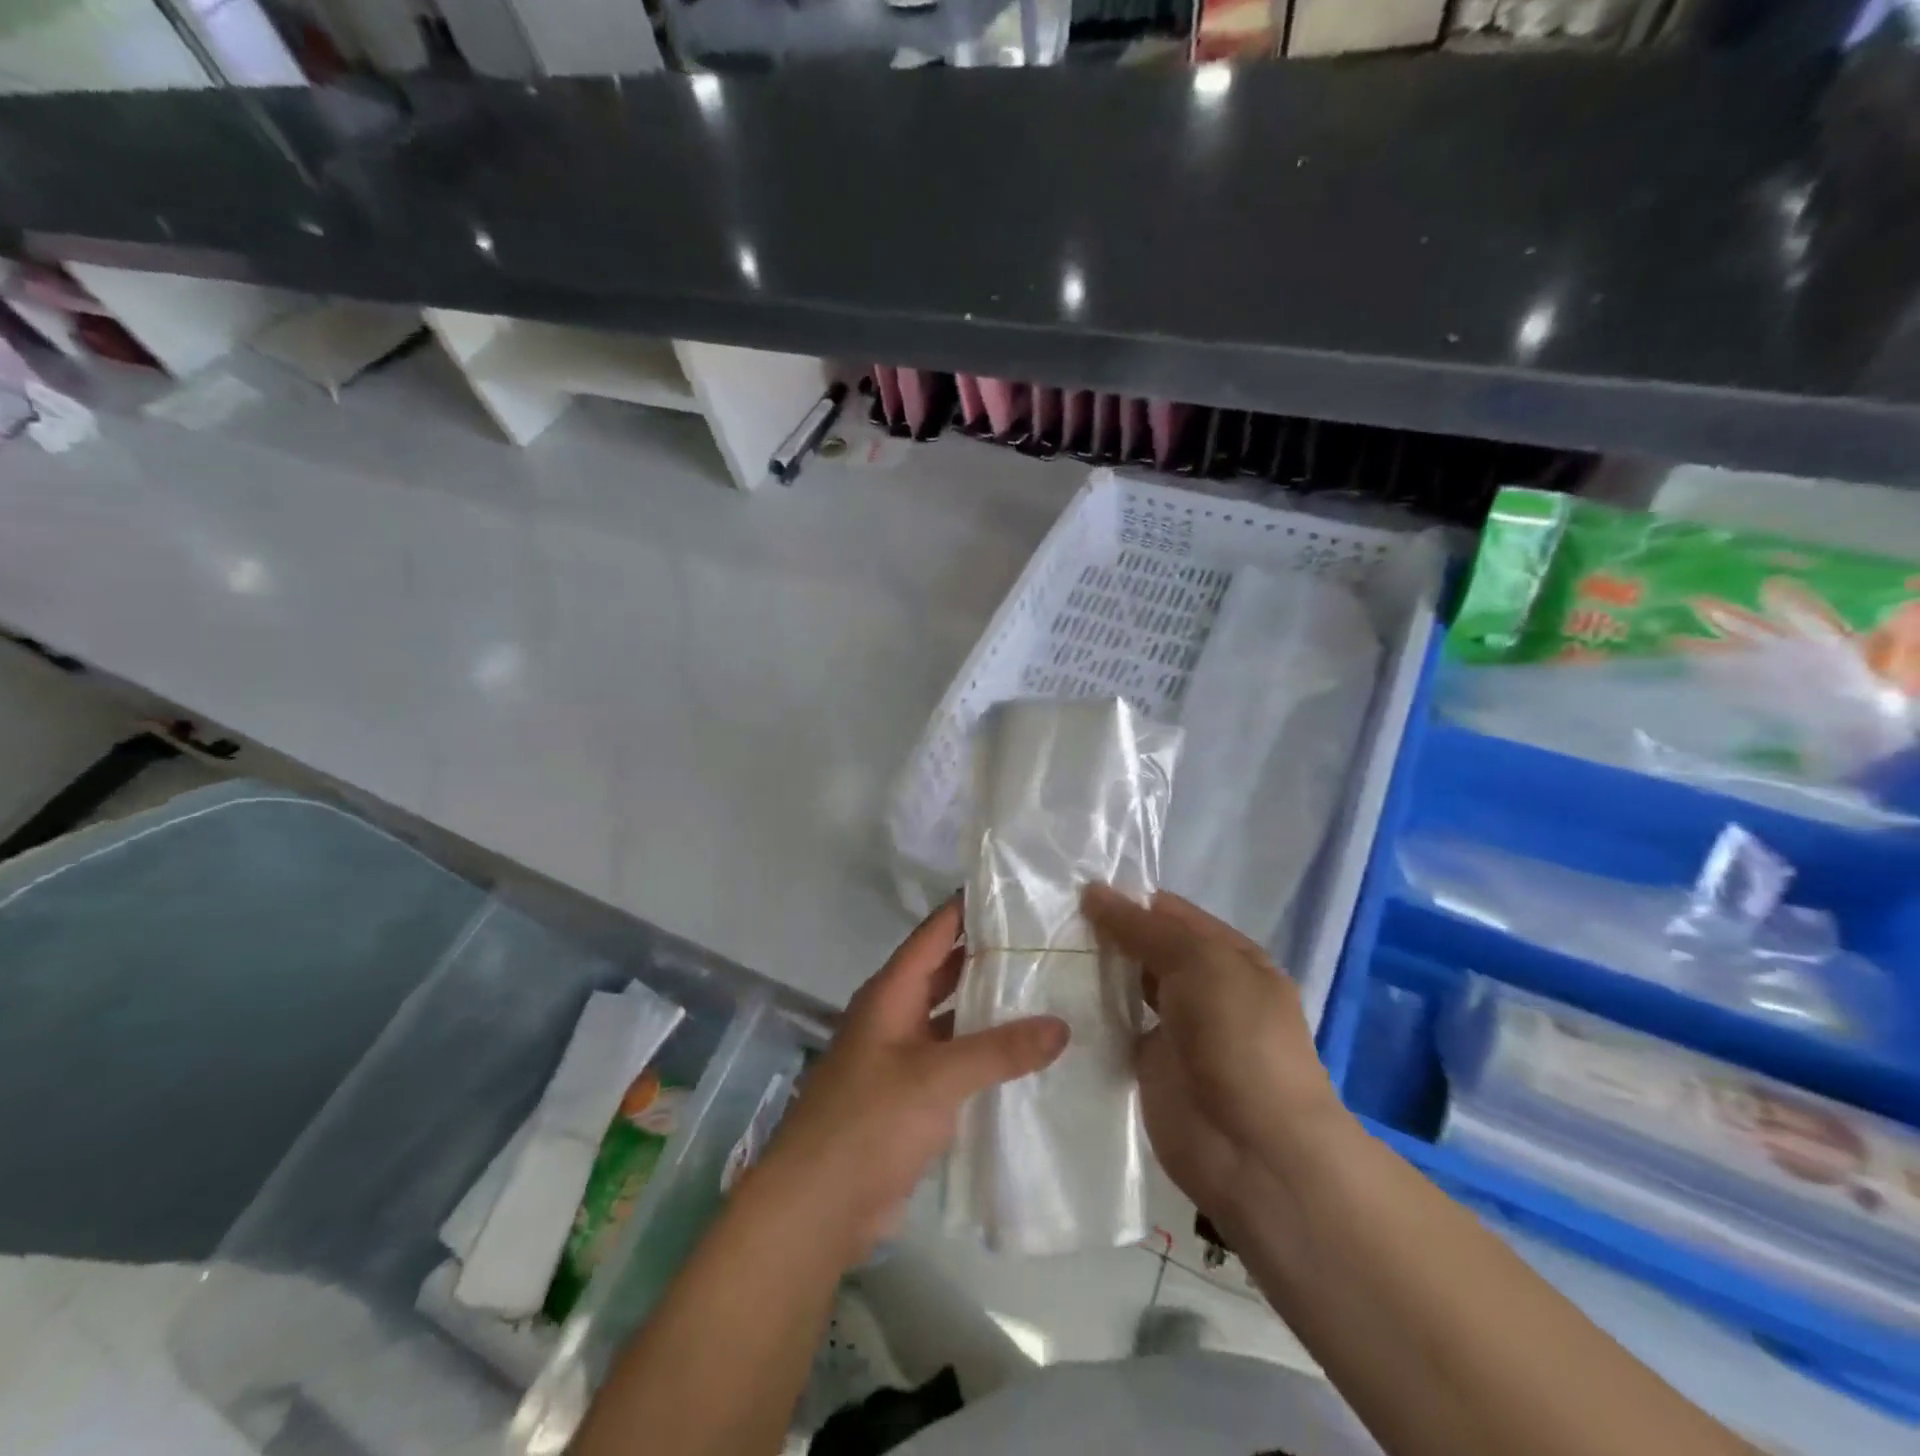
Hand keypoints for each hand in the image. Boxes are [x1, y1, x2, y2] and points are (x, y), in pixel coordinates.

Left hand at [747, 899, 1069, 1263]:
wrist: (817, 1207)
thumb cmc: (869, 1122)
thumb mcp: (936, 1077)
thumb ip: (999, 1049)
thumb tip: (1062, 1025)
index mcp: (891, 993)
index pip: (935, 932)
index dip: (969, 908)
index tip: (1017, 891)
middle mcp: (896, 1015)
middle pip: (946, 972)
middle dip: (990, 957)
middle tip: (1048, 942)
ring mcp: (903, 1057)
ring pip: (953, 1018)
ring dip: (990, 1008)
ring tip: (1048, 992)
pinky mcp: (913, 1098)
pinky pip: (955, 1061)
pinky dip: (986, 1055)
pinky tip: (1028, 1056)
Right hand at [1082, 885, 1347, 1230]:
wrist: (1253, 1150)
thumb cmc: (1238, 1038)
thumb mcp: (1200, 962)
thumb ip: (1143, 928)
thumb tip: (1093, 891)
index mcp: (1229, 956)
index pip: (1170, 913)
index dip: (1127, 900)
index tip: (1074, 891)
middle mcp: (1204, 987)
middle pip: (1146, 948)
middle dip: (1105, 934)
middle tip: (1049, 920)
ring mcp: (1176, 1029)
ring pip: (1127, 987)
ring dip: (1094, 972)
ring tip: (1041, 951)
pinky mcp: (1149, 1065)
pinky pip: (1115, 1029)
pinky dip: (1089, 1014)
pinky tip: (1050, 998)